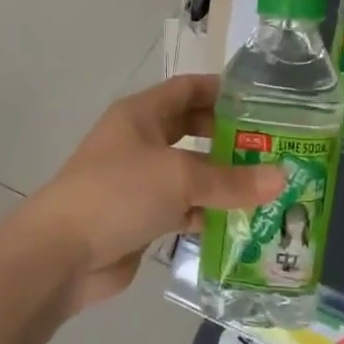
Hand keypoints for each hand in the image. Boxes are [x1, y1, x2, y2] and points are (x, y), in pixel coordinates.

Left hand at [35, 74, 285, 311]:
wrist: (61, 254)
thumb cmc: (118, 193)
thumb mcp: (179, 178)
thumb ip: (231, 180)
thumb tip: (282, 178)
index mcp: (141, 115)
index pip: (188, 89)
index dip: (223, 90)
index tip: (264, 101)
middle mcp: (140, 142)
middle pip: (193, 131)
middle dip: (230, 138)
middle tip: (274, 148)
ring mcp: (140, 182)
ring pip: (191, 173)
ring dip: (224, 181)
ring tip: (270, 186)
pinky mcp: (142, 217)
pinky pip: (184, 208)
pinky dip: (209, 213)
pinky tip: (244, 222)